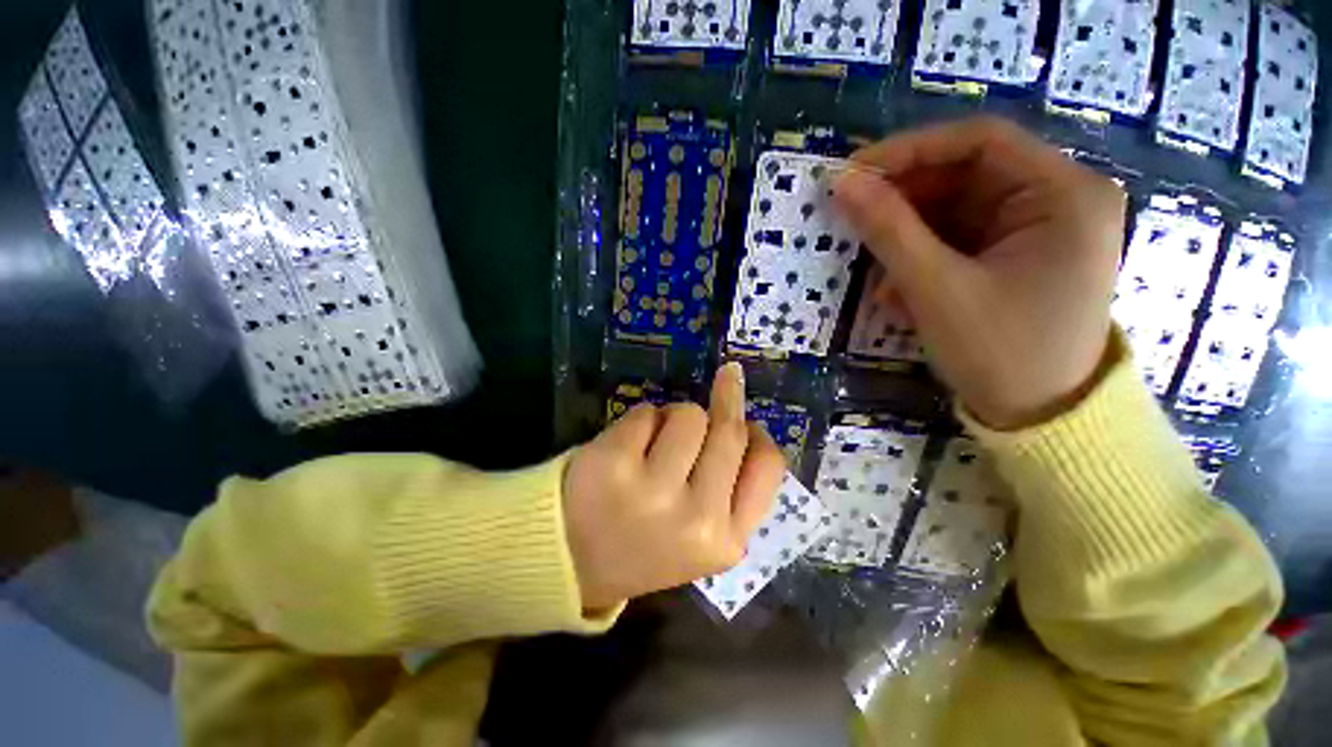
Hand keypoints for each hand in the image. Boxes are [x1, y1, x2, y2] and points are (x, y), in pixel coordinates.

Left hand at [562, 363, 786, 610]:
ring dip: (674, 418)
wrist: (572, 562)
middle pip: (728, 430)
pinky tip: (626, 449)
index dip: (759, 432)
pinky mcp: (615, 463)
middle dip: (724, 403)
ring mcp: (654, 491)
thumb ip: (729, 489)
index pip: (767, 465)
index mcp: (726, 540)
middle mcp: (697, 518)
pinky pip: (647, 412)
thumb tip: (744, 420)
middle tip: (726, 379)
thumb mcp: (701, 536)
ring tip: (655, 445)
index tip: (746, 414)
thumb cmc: (644, 542)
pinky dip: (641, 421)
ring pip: (689, 414)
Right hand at [833, 117, 1124, 429]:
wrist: (1039, 420)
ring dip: (909, 240)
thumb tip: (841, 184)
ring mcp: (1041, 230)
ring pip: (958, 212)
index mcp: (1063, 193)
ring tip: (878, 275)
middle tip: (854, 221)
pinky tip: (900, 293)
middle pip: (968, 177)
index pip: (980, 141)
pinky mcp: (1019, 257)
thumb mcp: (936, 288)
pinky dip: (924, 260)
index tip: (852, 174)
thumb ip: (887, 230)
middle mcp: (1060, 199)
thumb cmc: (999, 352)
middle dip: (906, 202)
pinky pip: (962, 242)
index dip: (910, 151)